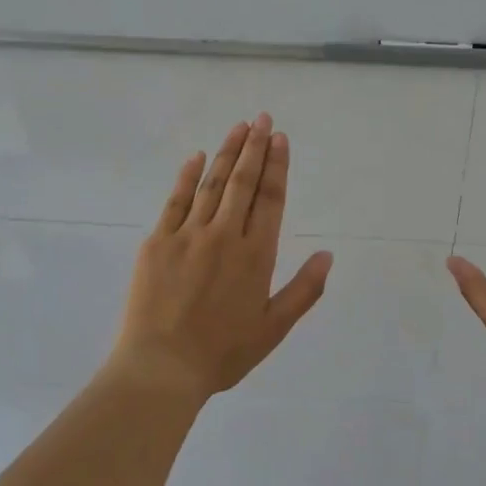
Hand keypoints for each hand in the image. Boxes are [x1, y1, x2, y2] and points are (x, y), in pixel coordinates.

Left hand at [111, 113, 332, 402]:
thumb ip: (304, 290)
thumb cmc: (223, 352)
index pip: (271, 199)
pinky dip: (187, 176)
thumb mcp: (273, 328)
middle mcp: (225, 235)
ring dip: (227, 153)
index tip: (280, 139)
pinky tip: (197, 156)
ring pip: (212, 184)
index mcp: (256, 255)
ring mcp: (188, 235)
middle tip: (263, 118)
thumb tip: (328, 253)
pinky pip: (176, 200)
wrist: (161, 367)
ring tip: (239, 127)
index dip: (277, 166)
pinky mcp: (157, 242)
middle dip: (256, 148)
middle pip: (243, 182)